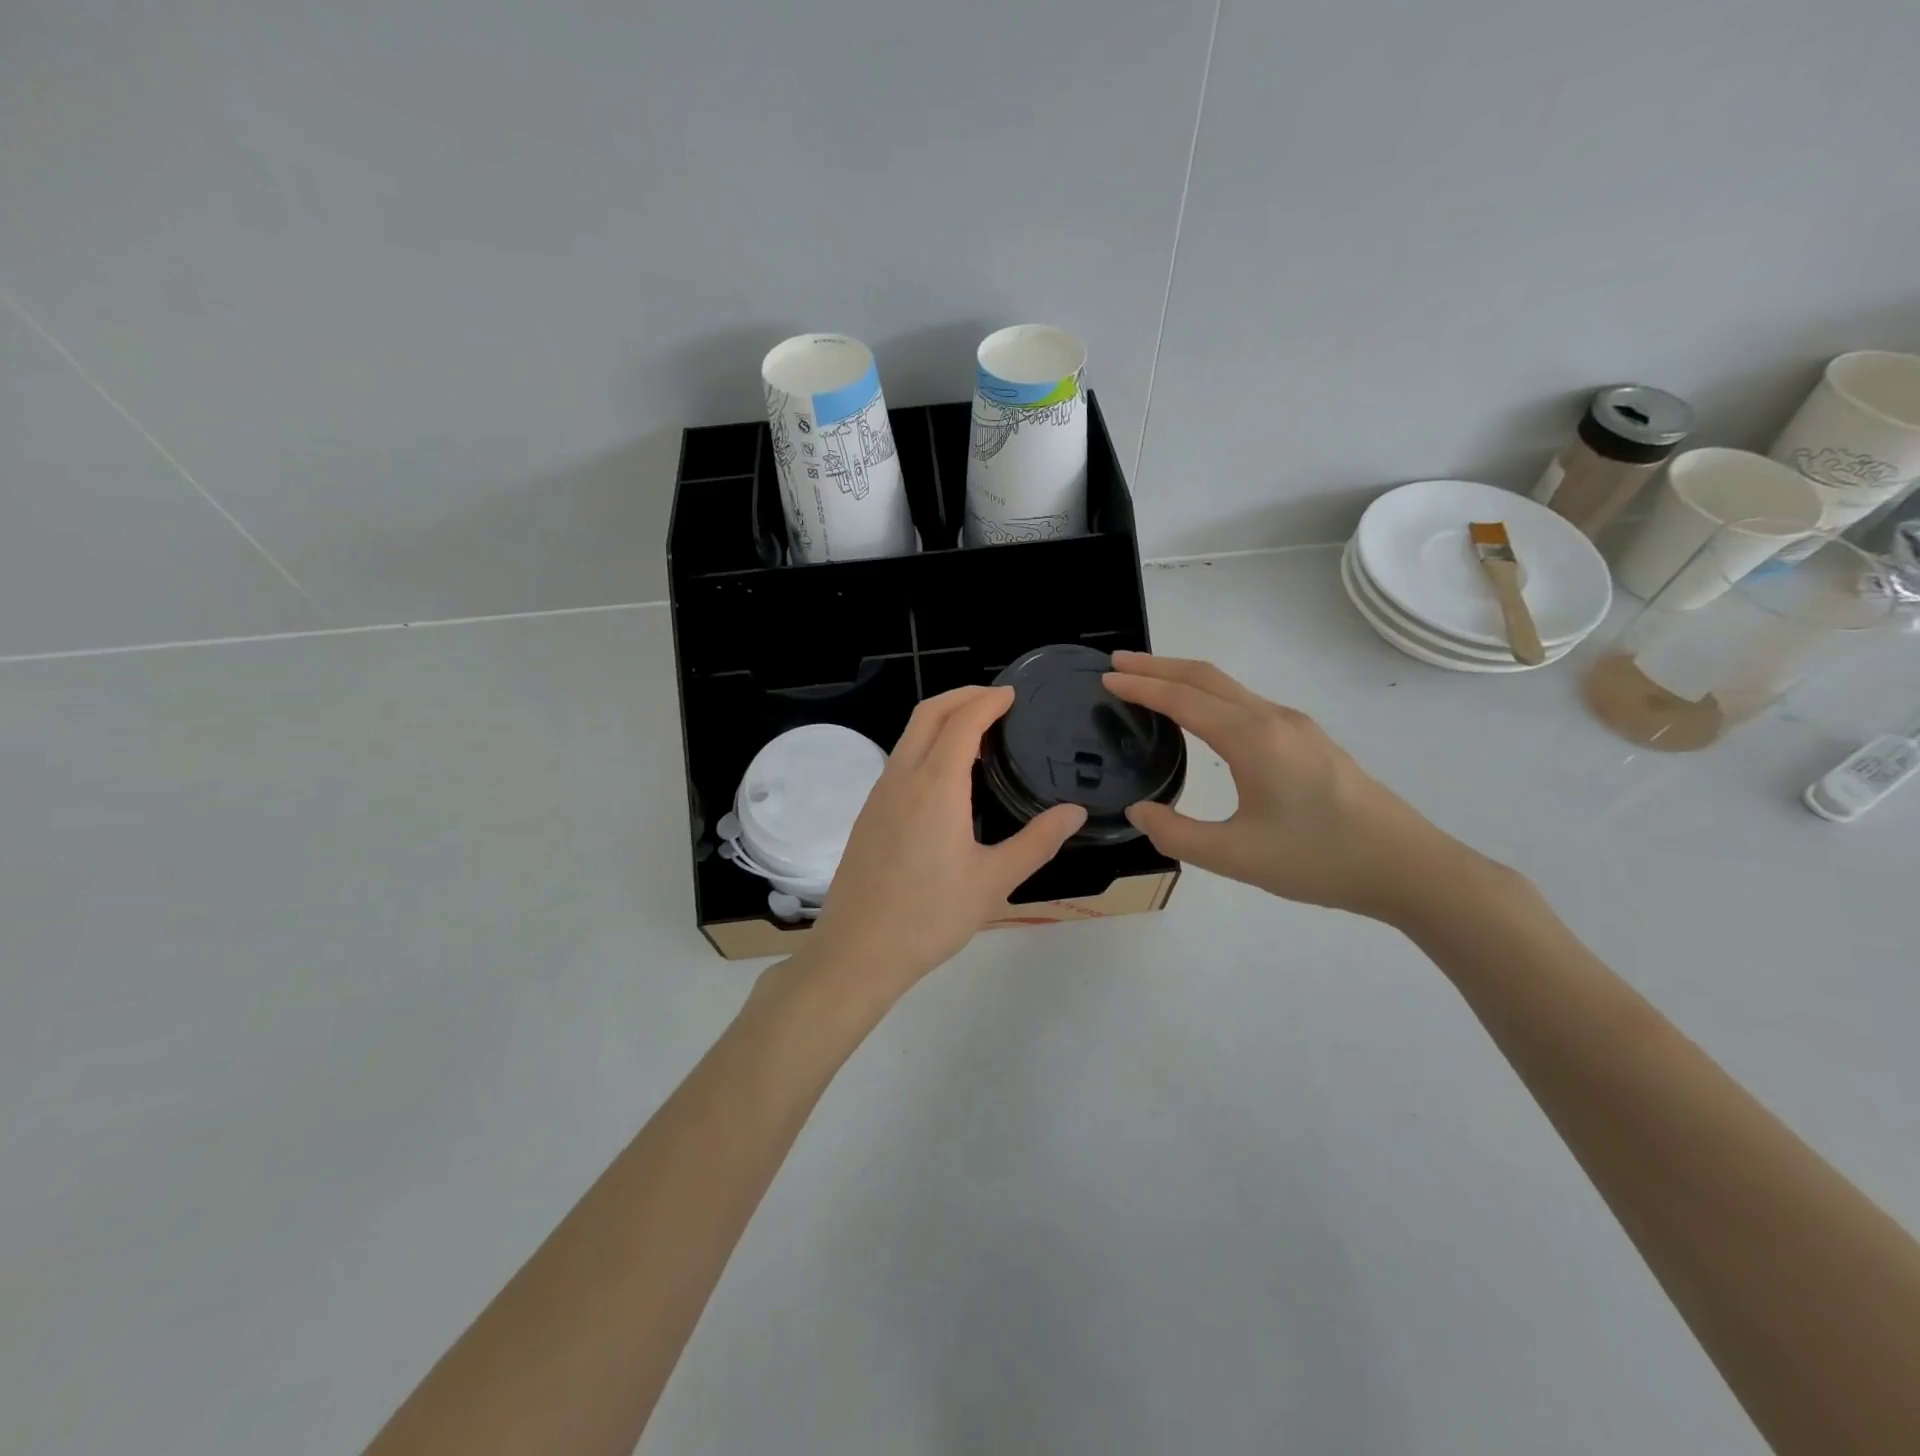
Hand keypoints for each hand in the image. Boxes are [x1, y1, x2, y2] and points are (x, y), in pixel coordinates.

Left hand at [801, 686, 1086, 999]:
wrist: (858, 950)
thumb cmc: (931, 916)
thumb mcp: (994, 881)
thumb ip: (1037, 841)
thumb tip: (1075, 812)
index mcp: (935, 785)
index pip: (962, 721)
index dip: (988, 701)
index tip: (1013, 694)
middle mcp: (902, 777)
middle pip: (928, 714)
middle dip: (962, 696)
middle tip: (996, 700)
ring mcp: (879, 794)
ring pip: (909, 735)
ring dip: (941, 719)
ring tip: (977, 733)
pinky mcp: (868, 813)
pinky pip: (899, 760)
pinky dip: (925, 745)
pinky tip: (946, 775)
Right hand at [1103, 652, 1490, 924]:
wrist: (1407, 867)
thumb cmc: (1319, 859)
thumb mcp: (1236, 856)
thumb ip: (1177, 834)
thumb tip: (1140, 811)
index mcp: (1252, 738)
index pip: (1183, 699)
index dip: (1141, 687)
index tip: (1106, 679)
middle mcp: (1273, 719)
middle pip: (1206, 677)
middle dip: (1158, 665)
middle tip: (1117, 664)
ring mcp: (1295, 726)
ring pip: (1229, 687)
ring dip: (1184, 678)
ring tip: (1149, 682)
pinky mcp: (1308, 740)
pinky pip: (1245, 702)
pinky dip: (1209, 695)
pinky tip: (1201, 715)